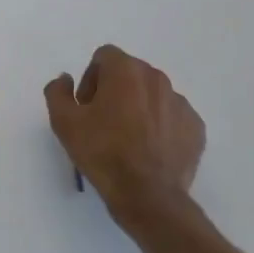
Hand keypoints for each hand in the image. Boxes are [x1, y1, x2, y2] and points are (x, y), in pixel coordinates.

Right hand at [45, 46, 205, 233]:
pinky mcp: (195, 127)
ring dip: (138, 107)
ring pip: (152, 95)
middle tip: (103, 122)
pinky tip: (149, 150)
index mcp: (126, 71)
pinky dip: (160, 126)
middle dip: (114, 91)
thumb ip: (58, 91)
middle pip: (130, 73)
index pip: (104, 57)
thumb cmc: (103, 153)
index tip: (87, 106)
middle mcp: (157, 78)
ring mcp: (181, 103)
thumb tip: (66, 78)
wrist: (147, 196)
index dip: (90, 78)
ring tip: (128, 139)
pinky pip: (172, 117)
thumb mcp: (64, 122)